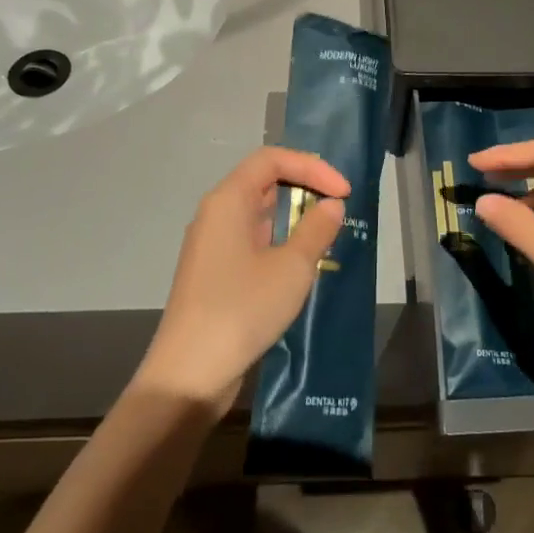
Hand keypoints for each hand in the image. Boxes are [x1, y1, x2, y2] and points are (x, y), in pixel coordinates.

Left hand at [137, 147, 348, 410]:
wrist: (190, 373)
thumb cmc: (242, 309)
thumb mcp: (292, 267)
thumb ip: (316, 229)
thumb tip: (331, 205)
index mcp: (228, 200)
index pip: (272, 159)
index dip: (312, 167)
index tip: (343, 192)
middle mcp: (216, 214)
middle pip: (263, 181)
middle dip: (305, 187)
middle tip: (339, 208)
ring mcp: (212, 244)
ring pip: (259, 213)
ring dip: (294, 217)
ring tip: (327, 236)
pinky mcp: (215, 272)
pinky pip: (252, 240)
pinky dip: (280, 241)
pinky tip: (301, 264)